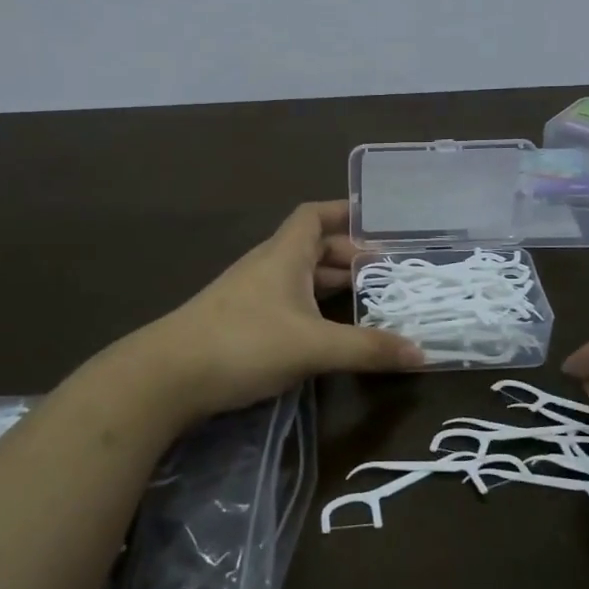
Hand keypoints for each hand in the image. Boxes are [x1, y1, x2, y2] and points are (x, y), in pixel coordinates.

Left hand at [108, 201, 421, 429]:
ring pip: (299, 278)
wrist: (166, 375)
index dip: (344, 212)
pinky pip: (286, 303)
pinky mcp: (239, 323)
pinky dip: (312, 308)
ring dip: (330, 284)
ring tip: (366, 299)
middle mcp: (267, 267)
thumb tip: (422, 352)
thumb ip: (367, 349)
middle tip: (386, 273)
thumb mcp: (313, 346)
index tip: (377, 221)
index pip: (314, 216)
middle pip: (312, 247)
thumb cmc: (243, 343)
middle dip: (348, 256)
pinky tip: (326, 331)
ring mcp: (250, 295)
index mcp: (284, 255)